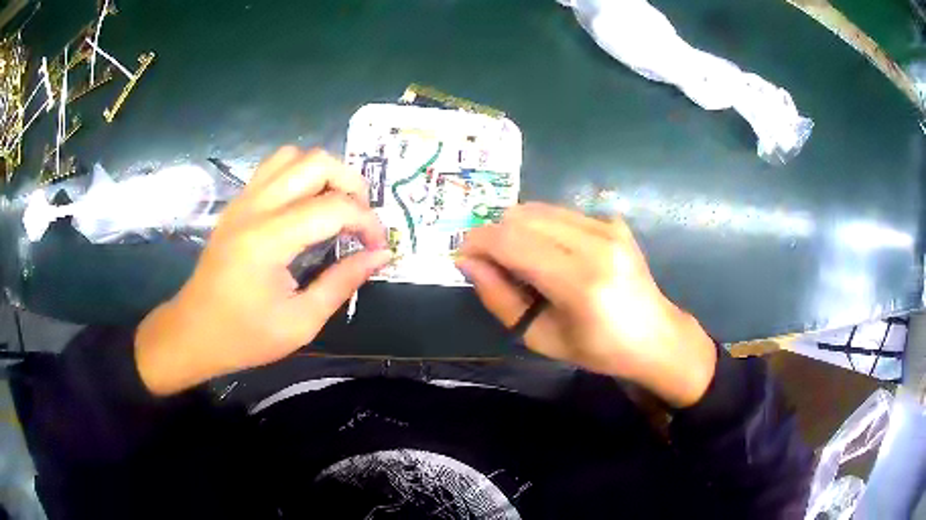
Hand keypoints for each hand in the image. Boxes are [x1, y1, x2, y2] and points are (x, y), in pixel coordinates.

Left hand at [135, 148, 389, 395]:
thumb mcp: (301, 323)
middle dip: (351, 184)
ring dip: (324, 173)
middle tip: (361, 219)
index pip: (333, 207)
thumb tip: (381, 255)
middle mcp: (255, 207)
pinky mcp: (237, 203)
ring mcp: (243, 200)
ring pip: (293, 155)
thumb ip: (342, 283)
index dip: (367, 223)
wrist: (193, 332)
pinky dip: (299, 175)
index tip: (379, 247)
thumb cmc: (245, 336)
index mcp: (269, 239)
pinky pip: (274, 168)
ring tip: (335, 206)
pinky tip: (305, 206)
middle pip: (316, 162)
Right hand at [457, 203, 716, 407]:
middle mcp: (595, 243)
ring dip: (516, 229)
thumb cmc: (597, 349)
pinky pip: (559, 212)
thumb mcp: (540, 336)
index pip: (511, 242)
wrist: (654, 335)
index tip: (462, 256)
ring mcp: (607, 226)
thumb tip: (467, 261)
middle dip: (494, 234)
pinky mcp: (613, 220)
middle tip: (491, 264)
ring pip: (538, 208)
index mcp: (579, 282)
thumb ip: (499, 297)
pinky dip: (541, 228)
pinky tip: (550, 254)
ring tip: (520, 260)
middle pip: (521, 216)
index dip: (477, 243)